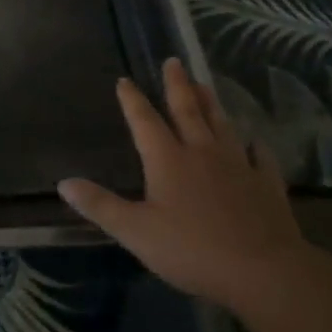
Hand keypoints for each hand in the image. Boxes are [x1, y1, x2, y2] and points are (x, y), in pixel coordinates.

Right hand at [57, 57, 302, 304]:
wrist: (263, 270)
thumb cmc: (191, 250)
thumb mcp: (135, 231)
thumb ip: (100, 205)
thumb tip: (64, 183)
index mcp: (168, 160)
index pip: (145, 121)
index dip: (133, 100)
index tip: (125, 79)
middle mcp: (202, 152)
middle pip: (188, 111)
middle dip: (178, 85)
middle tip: (174, 61)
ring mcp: (239, 166)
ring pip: (222, 125)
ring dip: (212, 104)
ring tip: (205, 85)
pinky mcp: (267, 185)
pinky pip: (261, 156)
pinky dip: (256, 146)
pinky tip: (256, 141)